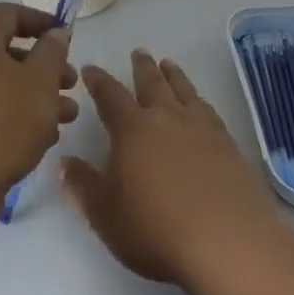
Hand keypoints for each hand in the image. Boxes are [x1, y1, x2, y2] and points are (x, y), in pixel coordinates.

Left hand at [0, 2, 76, 228]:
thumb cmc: (3, 123)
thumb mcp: (40, 82)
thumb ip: (52, 52)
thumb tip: (55, 33)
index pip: (8, 13)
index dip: (40, 19)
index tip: (65, 35)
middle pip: (5, 52)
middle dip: (43, 66)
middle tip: (70, 84)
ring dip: (34, 95)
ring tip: (66, 117)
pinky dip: (13, 115)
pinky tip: (40, 139)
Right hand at [63, 49, 281, 289]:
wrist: (227, 242)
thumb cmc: (155, 230)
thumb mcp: (105, 214)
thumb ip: (83, 185)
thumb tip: (65, 161)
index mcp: (132, 130)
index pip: (110, 96)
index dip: (98, 81)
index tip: (90, 68)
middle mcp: (166, 119)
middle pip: (152, 83)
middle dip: (142, 67)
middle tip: (139, 51)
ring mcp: (201, 129)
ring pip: (184, 90)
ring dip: (174, 75)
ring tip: (168, 63)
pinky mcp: (228, 144)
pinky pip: (209, 110)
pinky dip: (199, 99)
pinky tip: (200, 103)